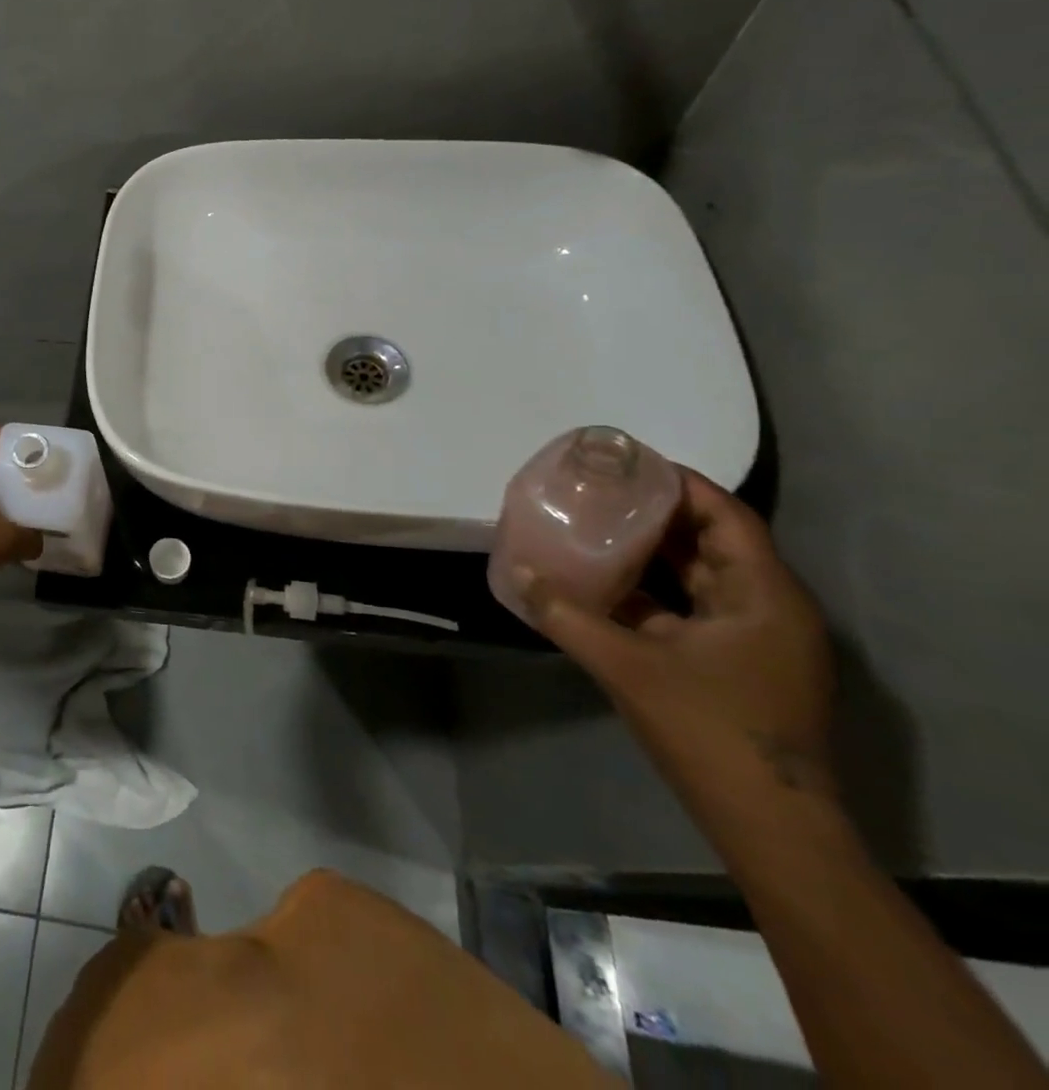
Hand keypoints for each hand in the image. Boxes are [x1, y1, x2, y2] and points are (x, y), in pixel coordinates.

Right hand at [525, 468, 838, 804]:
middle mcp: (769, 609)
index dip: (681, 484)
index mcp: (763, 595)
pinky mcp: (739, 667)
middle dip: (658, 515)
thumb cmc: (708, 729)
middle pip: (713, 543)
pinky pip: (693, 612)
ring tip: (597, 528)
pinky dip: (654, 594)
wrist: (769, 823)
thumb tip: (519, 574)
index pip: (726, 516)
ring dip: (653, 555)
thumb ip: (566, 615)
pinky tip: (606, 587)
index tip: (629, 464)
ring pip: (702, 579)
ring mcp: (756, 641)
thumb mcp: (626, 665)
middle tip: (601, 492)